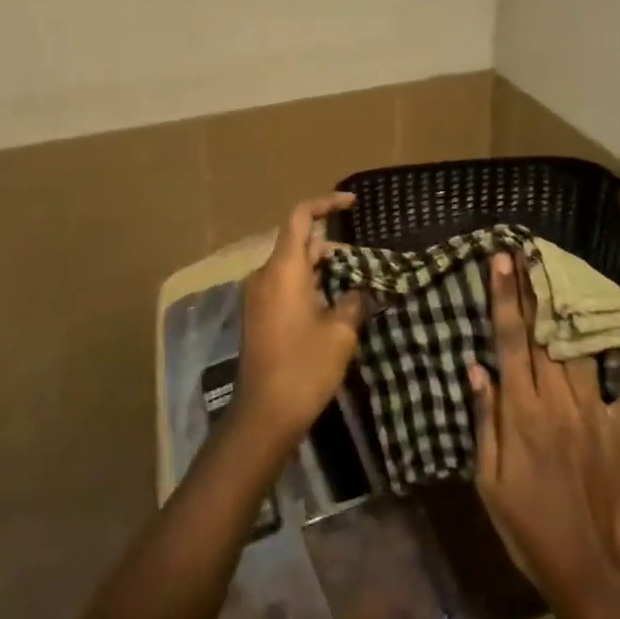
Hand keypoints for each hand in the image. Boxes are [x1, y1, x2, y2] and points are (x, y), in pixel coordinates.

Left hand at [235, 194, 371, 445]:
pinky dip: (308, 285)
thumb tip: (363, 291)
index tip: (351, 203)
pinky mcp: (257, 316)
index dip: (325, 204)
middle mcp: (265, 275)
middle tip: (362, 261)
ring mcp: (257, 296)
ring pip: (292, 267)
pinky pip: (284, 286)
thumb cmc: (304, 366)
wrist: (264, 415)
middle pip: (298, 243)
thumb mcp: (340, 333)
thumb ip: (354, 302)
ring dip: (321, 269)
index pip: (300, 217)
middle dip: (330, 246)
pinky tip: (331, 305)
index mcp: (283, 269)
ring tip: (353, 285)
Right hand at [469, 251, 619, 604]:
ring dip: (572, 310)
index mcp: (522, 411)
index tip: (501, 259)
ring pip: (581, 349)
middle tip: (528, 251)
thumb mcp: (489, 480)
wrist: (590, 573)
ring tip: (565, 275)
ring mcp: (596, 413)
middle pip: (543, 334)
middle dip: (533, 289)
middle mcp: (558, 401)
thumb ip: (485, 420)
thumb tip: (477, 367)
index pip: (510, 340)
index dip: (504, 296)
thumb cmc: (528, 527)